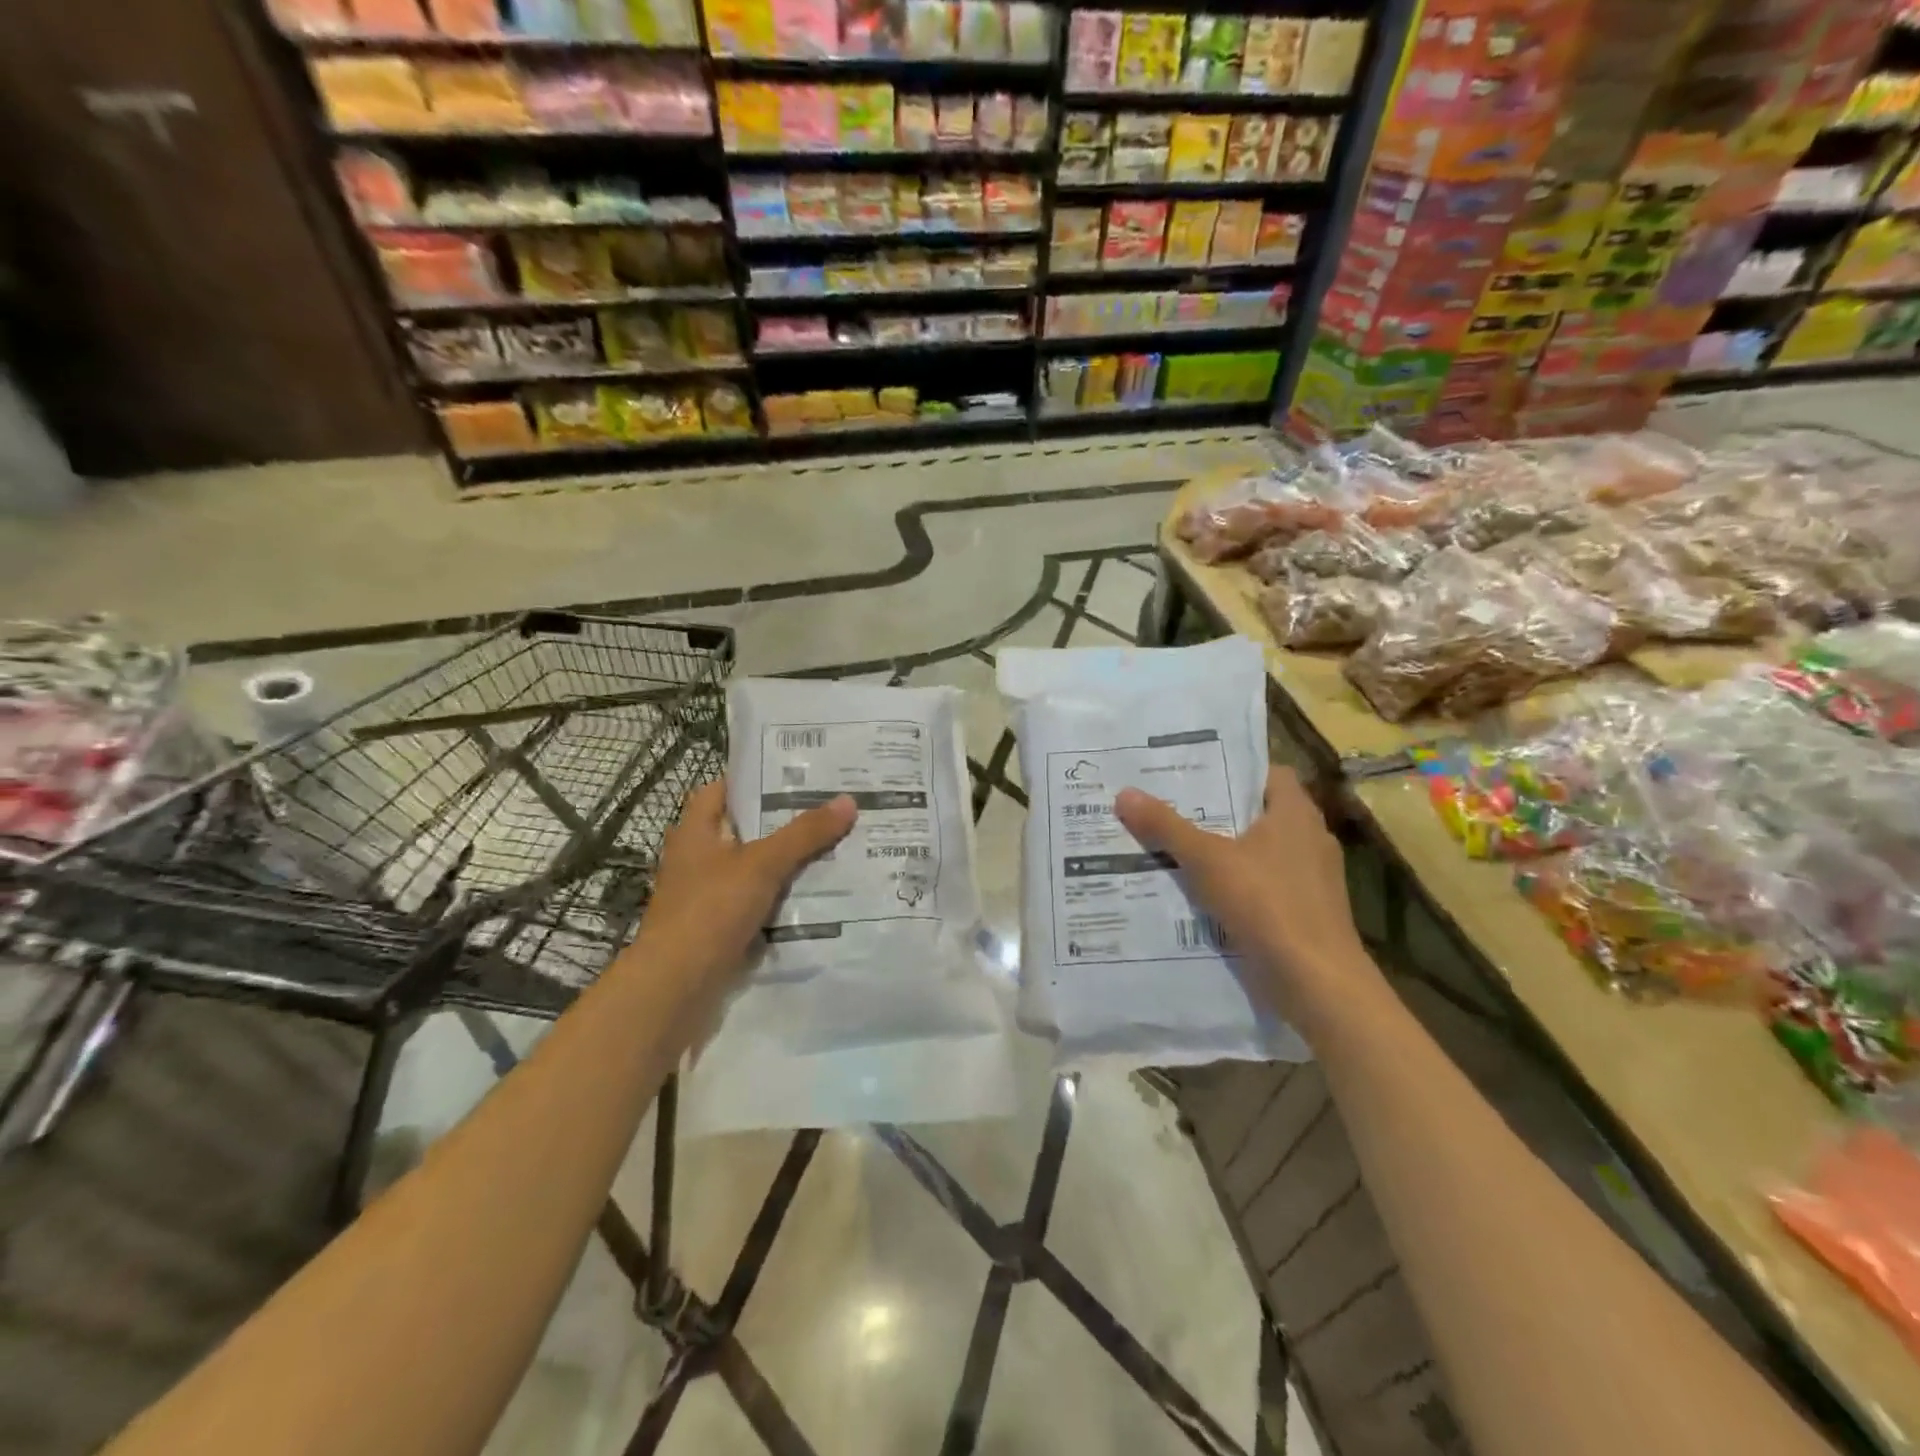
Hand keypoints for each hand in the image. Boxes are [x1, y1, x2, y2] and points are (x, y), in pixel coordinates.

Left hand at [634, 780, 855, 985]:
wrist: (677, 986)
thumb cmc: (711, 910)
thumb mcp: (762, 864)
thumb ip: (804, 834)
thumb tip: (847, 800)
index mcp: (695, 832)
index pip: (723, 790)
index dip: (756, 779)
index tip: (797, 774)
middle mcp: (697, 858)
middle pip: (745, 829)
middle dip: (784, 821)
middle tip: (830, 808)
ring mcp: (707, 895)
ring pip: (754, 868)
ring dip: (787, 861)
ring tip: (835, 846)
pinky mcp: (719, 927)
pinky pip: (757, 901)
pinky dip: (782, 896)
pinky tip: (817, 893)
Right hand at [1114, 767, 1376, 1028]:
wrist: (1316, 982)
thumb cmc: (1267, 904)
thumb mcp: (1207, 860)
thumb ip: (1166, 827)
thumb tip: (1125, 793)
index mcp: (1296, 813)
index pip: (1267, 773)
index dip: (1232, 769)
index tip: (1192, 771)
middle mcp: (1309, 839)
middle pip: (1257, 813)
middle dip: (1216, 812)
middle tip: (1169, 806)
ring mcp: (1310, 879)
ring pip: (1258, 853)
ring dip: (1223, 852)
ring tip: (1174, 847)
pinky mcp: (1304, 913)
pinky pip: (1262, 886)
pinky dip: (1235, 886)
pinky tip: (1198, 893)